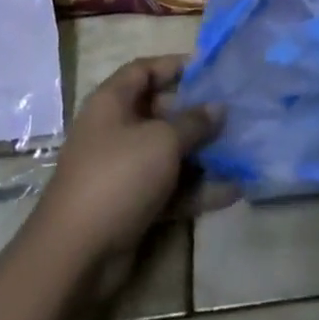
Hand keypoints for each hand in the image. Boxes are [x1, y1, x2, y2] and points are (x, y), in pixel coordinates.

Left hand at [32, 56, 222, 266]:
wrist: (76, 253)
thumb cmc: (119, 176)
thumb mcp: (163, 141)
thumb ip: (194, 122)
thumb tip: (217, 107)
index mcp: (112, 103)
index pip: (143, 70)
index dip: (174, 65)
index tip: (210, 69)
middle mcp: (116, 131)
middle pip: (160, 111)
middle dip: (197, 113)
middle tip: (233, 112)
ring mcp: (124, 169)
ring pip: (169, 153)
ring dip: (202, 154)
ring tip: (242, 151)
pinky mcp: (133, 203)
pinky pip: (170, 188)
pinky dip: (197, 189)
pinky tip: (232, 191)